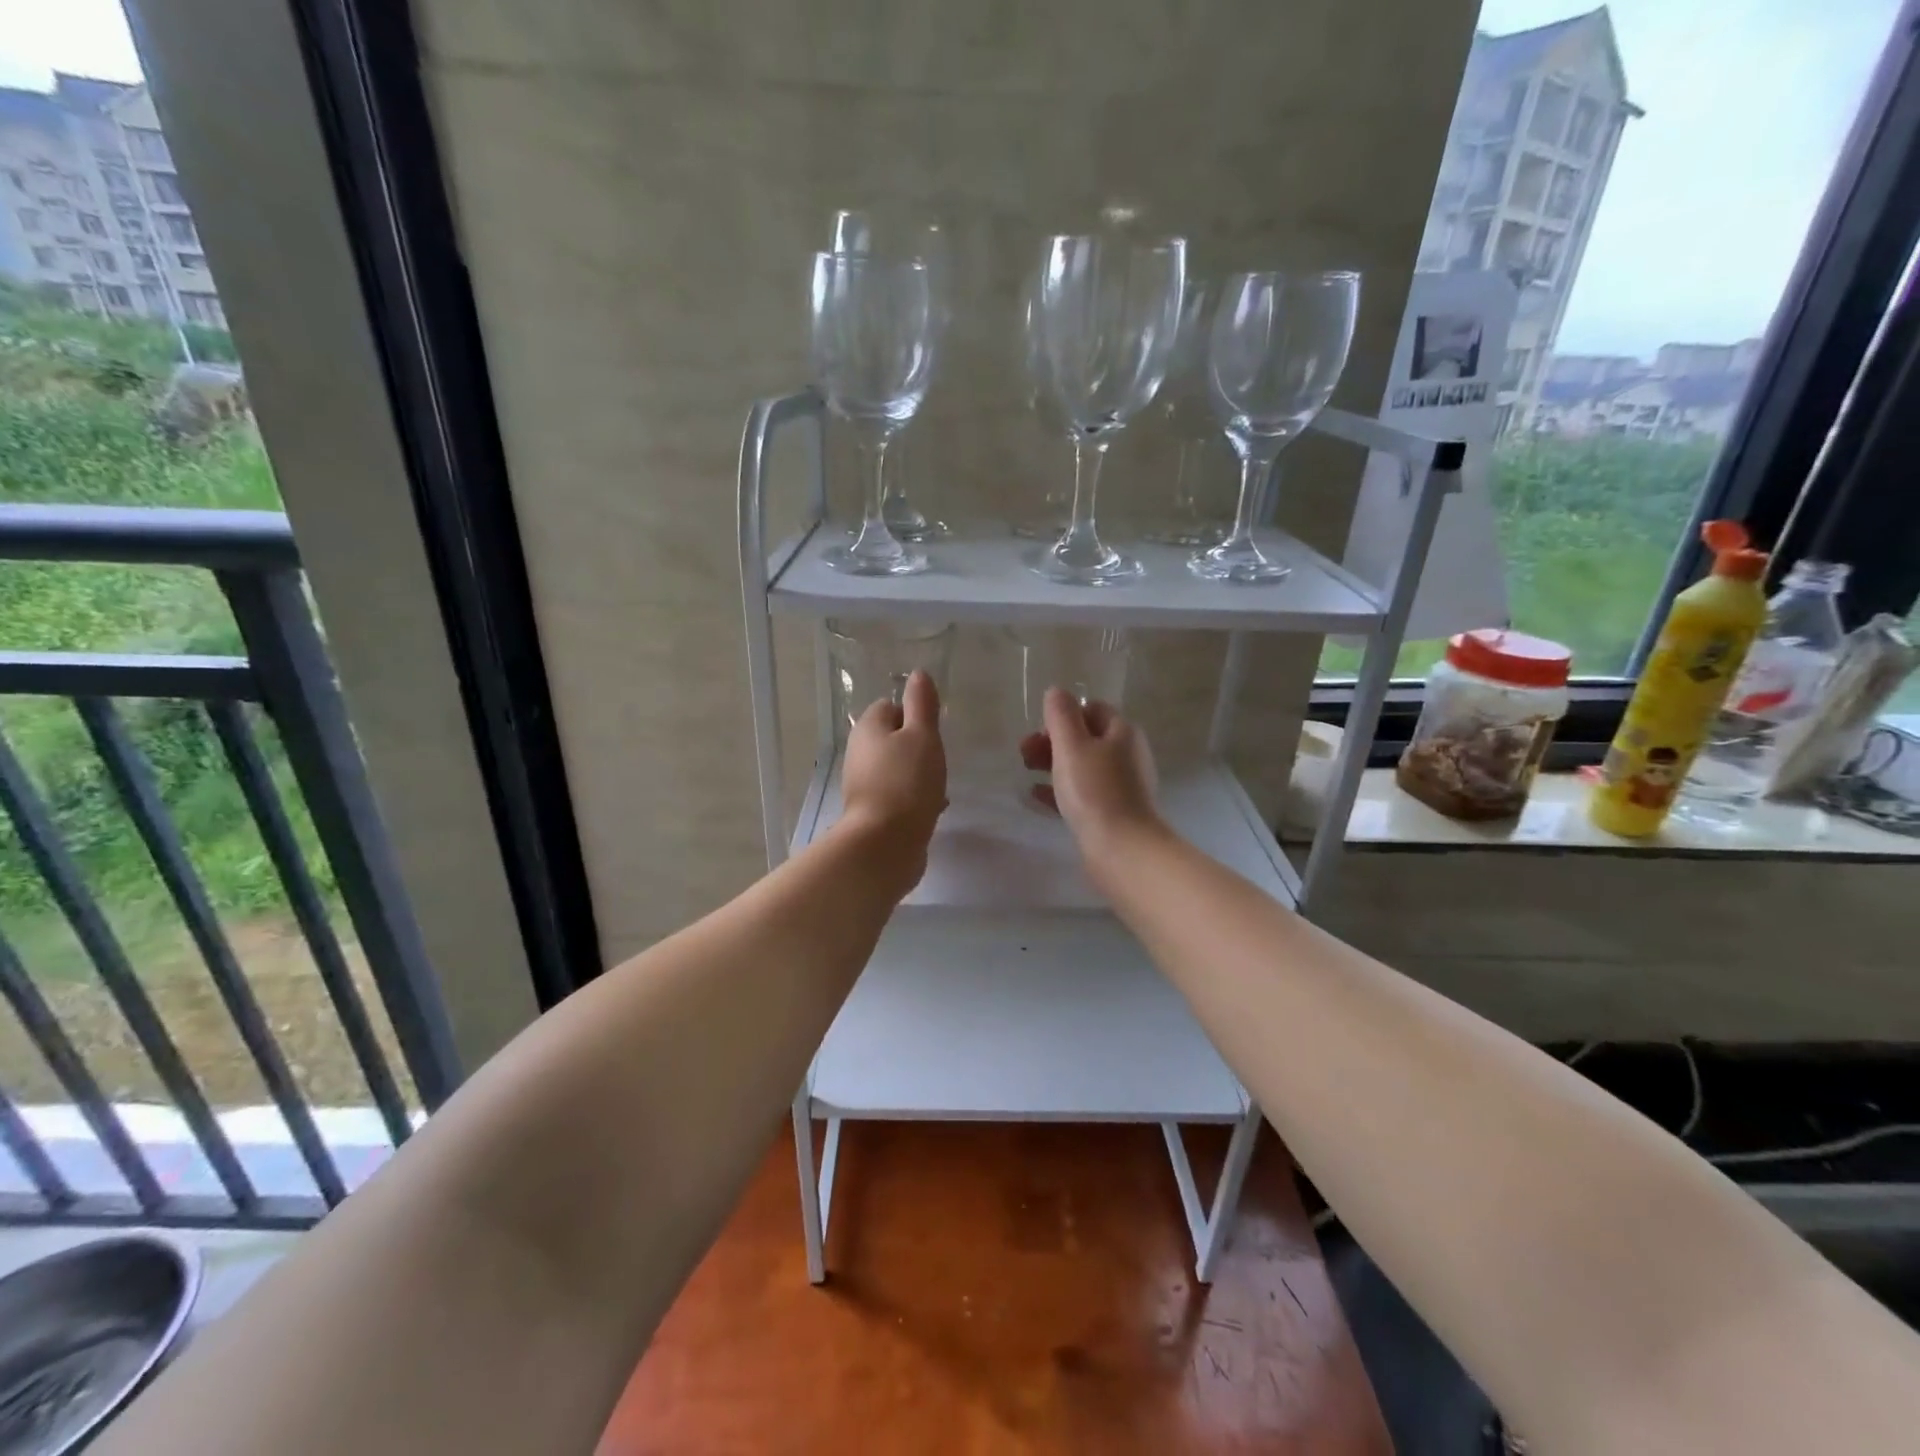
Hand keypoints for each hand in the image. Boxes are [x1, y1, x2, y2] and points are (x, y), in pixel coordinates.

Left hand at [839, 670, 946, 894]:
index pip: (889, 706)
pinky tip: (933, 807)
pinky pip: (897, 794)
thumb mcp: (923, 736)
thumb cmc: (907, 782)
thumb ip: (922, 704)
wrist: (886, 843)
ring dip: (917, 772)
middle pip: (892, 738)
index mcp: (868, 728)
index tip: (933, 731)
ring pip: (896, 767)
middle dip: (917, 746)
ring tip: (939, 784)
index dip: (914, 714)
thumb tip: (918, 674)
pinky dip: (914, 796)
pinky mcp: (872, 811)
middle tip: (938, 757)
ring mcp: (863, 784)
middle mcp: (859, 753)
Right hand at [1019, 689, 1161, 858]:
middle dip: (1053, 741)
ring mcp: (1122, 785)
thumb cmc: (1094, 790)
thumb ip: (1061, 716)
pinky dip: (1061, 789)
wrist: (1121, 848)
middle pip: (1086, 738)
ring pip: (1083, 766)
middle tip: (1025, 755)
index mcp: (1122, 733)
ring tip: (1027, 774)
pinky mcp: (1114, 812)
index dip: (1064, 715)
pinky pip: (1083, 792)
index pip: (1092, 709)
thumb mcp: (1071, 745)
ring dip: (1054, 765)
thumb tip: (1057, 692)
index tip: (1040, 732)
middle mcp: (1127, 755)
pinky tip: (1038, 797)